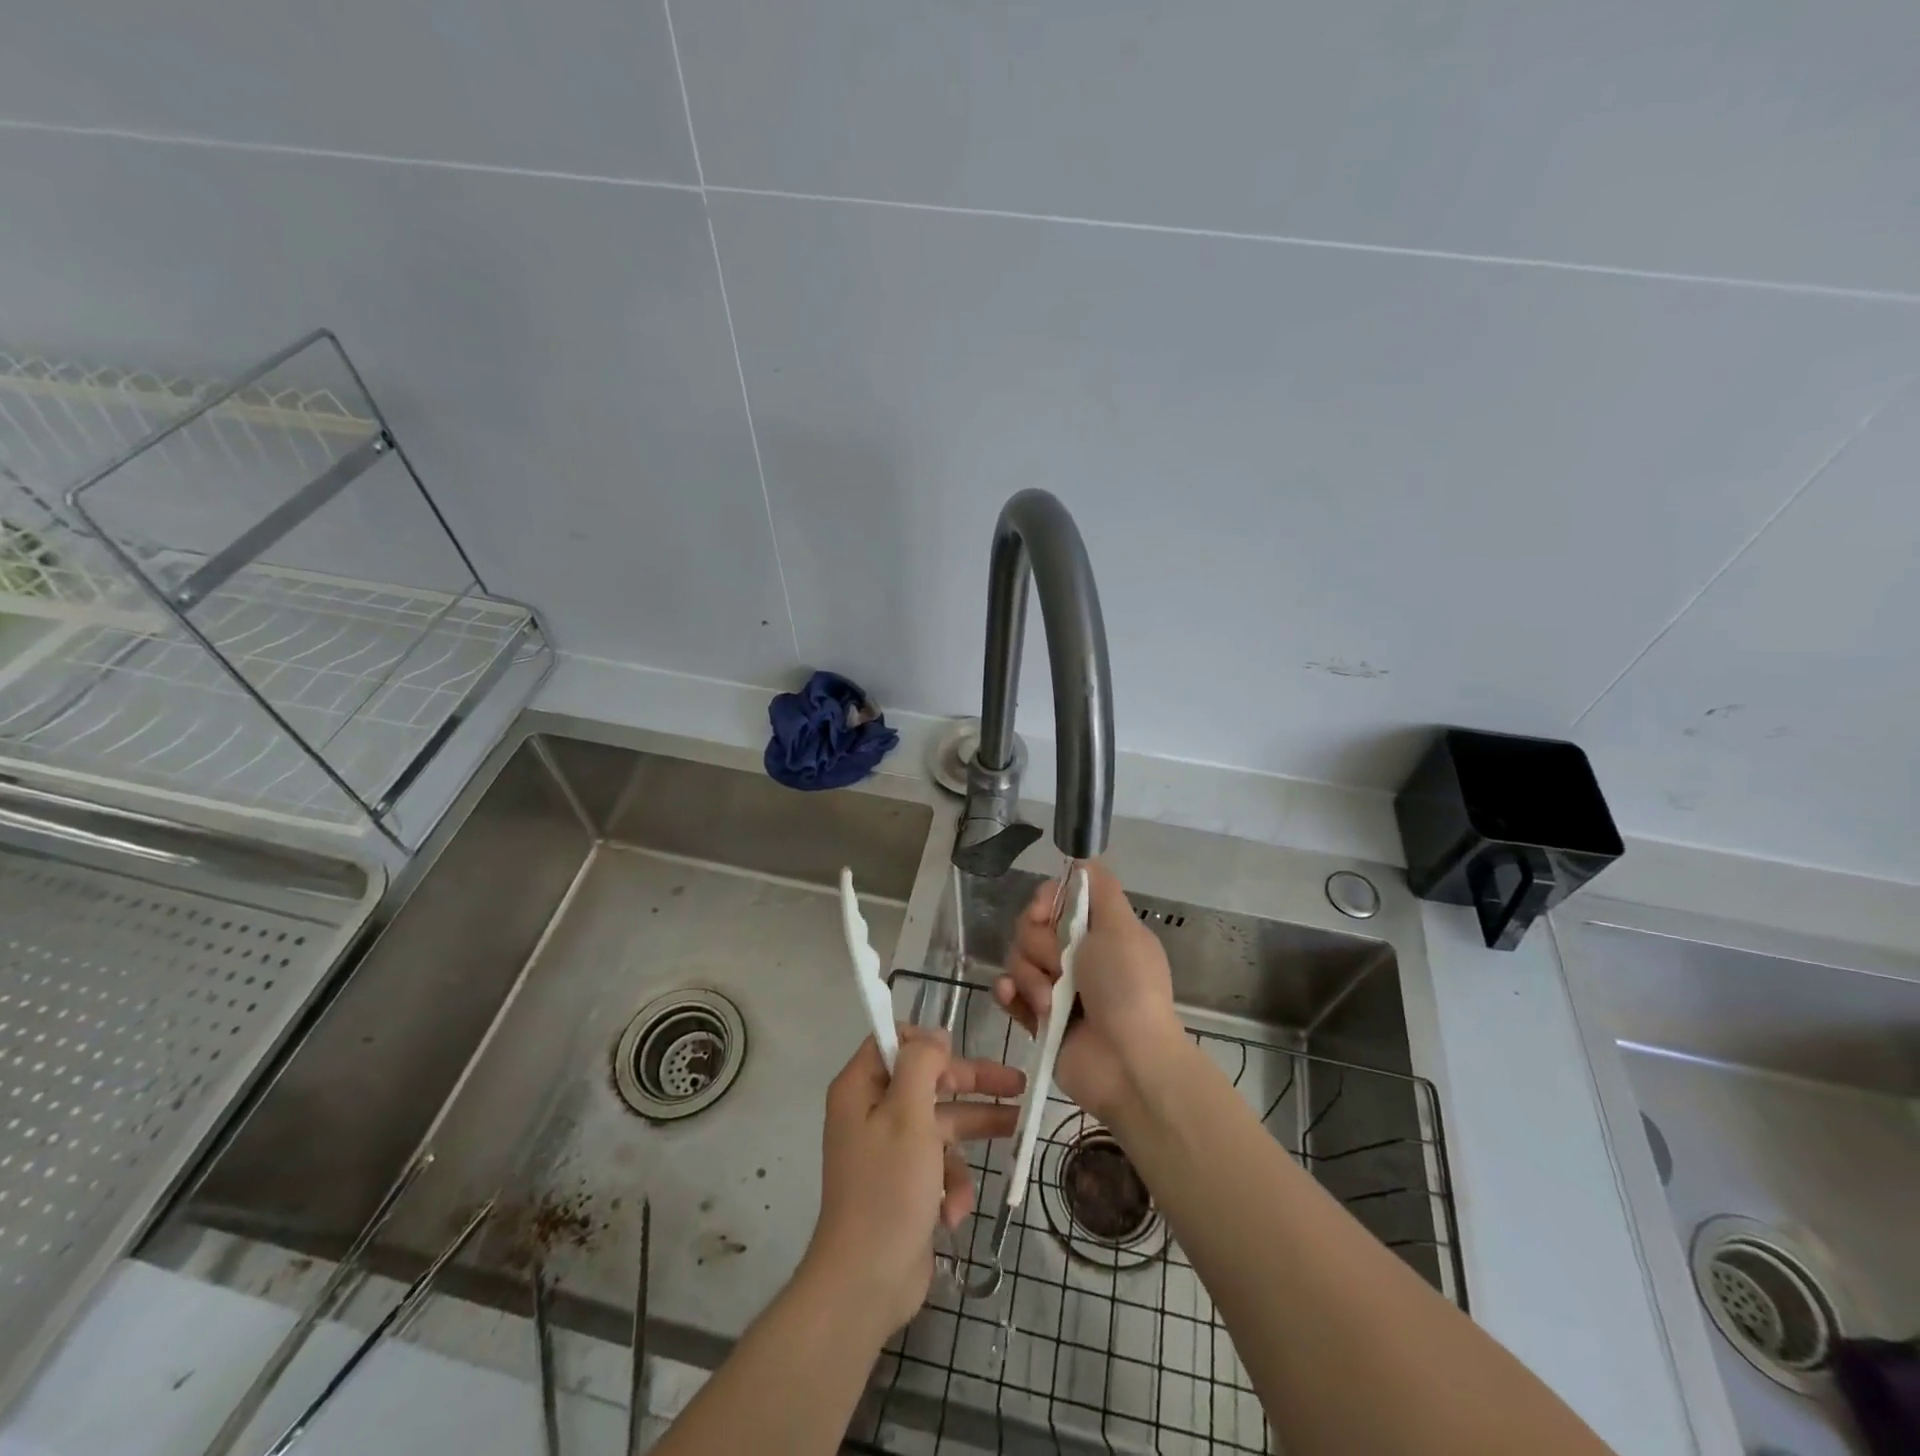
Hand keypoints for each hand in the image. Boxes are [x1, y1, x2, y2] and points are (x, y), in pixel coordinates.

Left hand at [800, 1026, 1023, 1334]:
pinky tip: (955, 1210)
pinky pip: (937, 1165)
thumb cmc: (888, 1188)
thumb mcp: (908, 1114)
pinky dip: (951, 1183)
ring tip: (1018, 1129)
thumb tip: (933, 1036)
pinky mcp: (905, 1184)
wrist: (866, 1282)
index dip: (929, 1042)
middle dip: (971, 1084)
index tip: (960, 1050)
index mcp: (861, 1088)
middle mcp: (871, 1112)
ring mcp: (888, 1150)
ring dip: (971, 1136)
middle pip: (928, 1081)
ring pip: (940, 1124)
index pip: (894, 1041)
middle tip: (1017, 1082)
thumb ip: (921, 1064)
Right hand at [992, 861, 1183, 1120]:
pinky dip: (1009, 993)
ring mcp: (1056, 988)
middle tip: (1062, 966)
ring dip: (1032, 978)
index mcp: (1097, 931)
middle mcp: (1075, 955)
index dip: (1045, 901)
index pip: (1055, 899)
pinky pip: (1009, 993)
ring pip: (1017, 959)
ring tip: (1053, 1003)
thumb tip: (1083, 858)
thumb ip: (1101, 888)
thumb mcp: (1122, 926)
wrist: (1128, 1062)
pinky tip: (1014, 998)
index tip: (1045, 912)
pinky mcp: (1038, 1019)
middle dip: (1040, 945)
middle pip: (1030, 927)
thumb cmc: (1128, 987)